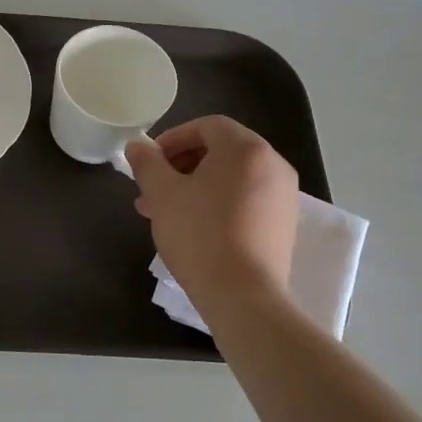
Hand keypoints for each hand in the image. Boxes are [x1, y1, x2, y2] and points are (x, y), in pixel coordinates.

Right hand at [126, 116, 299, 314]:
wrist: (242, 295)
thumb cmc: (199, 234)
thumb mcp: (162, 195)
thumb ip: (147, 164)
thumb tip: (137, 147)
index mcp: (245, 149)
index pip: (207, 126)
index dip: (173, 138)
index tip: (150, 161)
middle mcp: (273, 165)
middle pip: (221, 151)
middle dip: (182, 165)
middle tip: (153, 189)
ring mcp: (284, 196)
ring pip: (232, 177)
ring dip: (197, 186)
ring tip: (167, 212)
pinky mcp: (284, 224)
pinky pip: (246, 199)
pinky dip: (219, 202)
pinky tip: (195, 228)